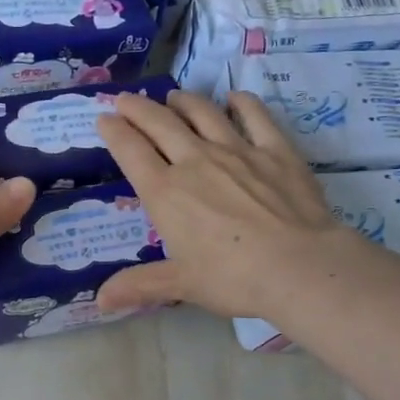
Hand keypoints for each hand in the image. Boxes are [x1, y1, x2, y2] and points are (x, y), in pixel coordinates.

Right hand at [94, 89, 344, 318]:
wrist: (299, 266)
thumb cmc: (232, 278)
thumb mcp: (180, 284)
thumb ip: (138, 286)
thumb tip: (99, 302)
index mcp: (165, 193)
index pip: (131, 152)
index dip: (114, 132)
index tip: (104, 118)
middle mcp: (195, 162)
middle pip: (161, 124)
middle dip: (138, 108)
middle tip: (125, 99)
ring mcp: (237, 151)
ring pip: (203, 114)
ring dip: (184, 101)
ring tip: (173, 96)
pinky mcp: (275, 150)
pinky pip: (255, 116)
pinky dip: (242, 103)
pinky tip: (235, 97)